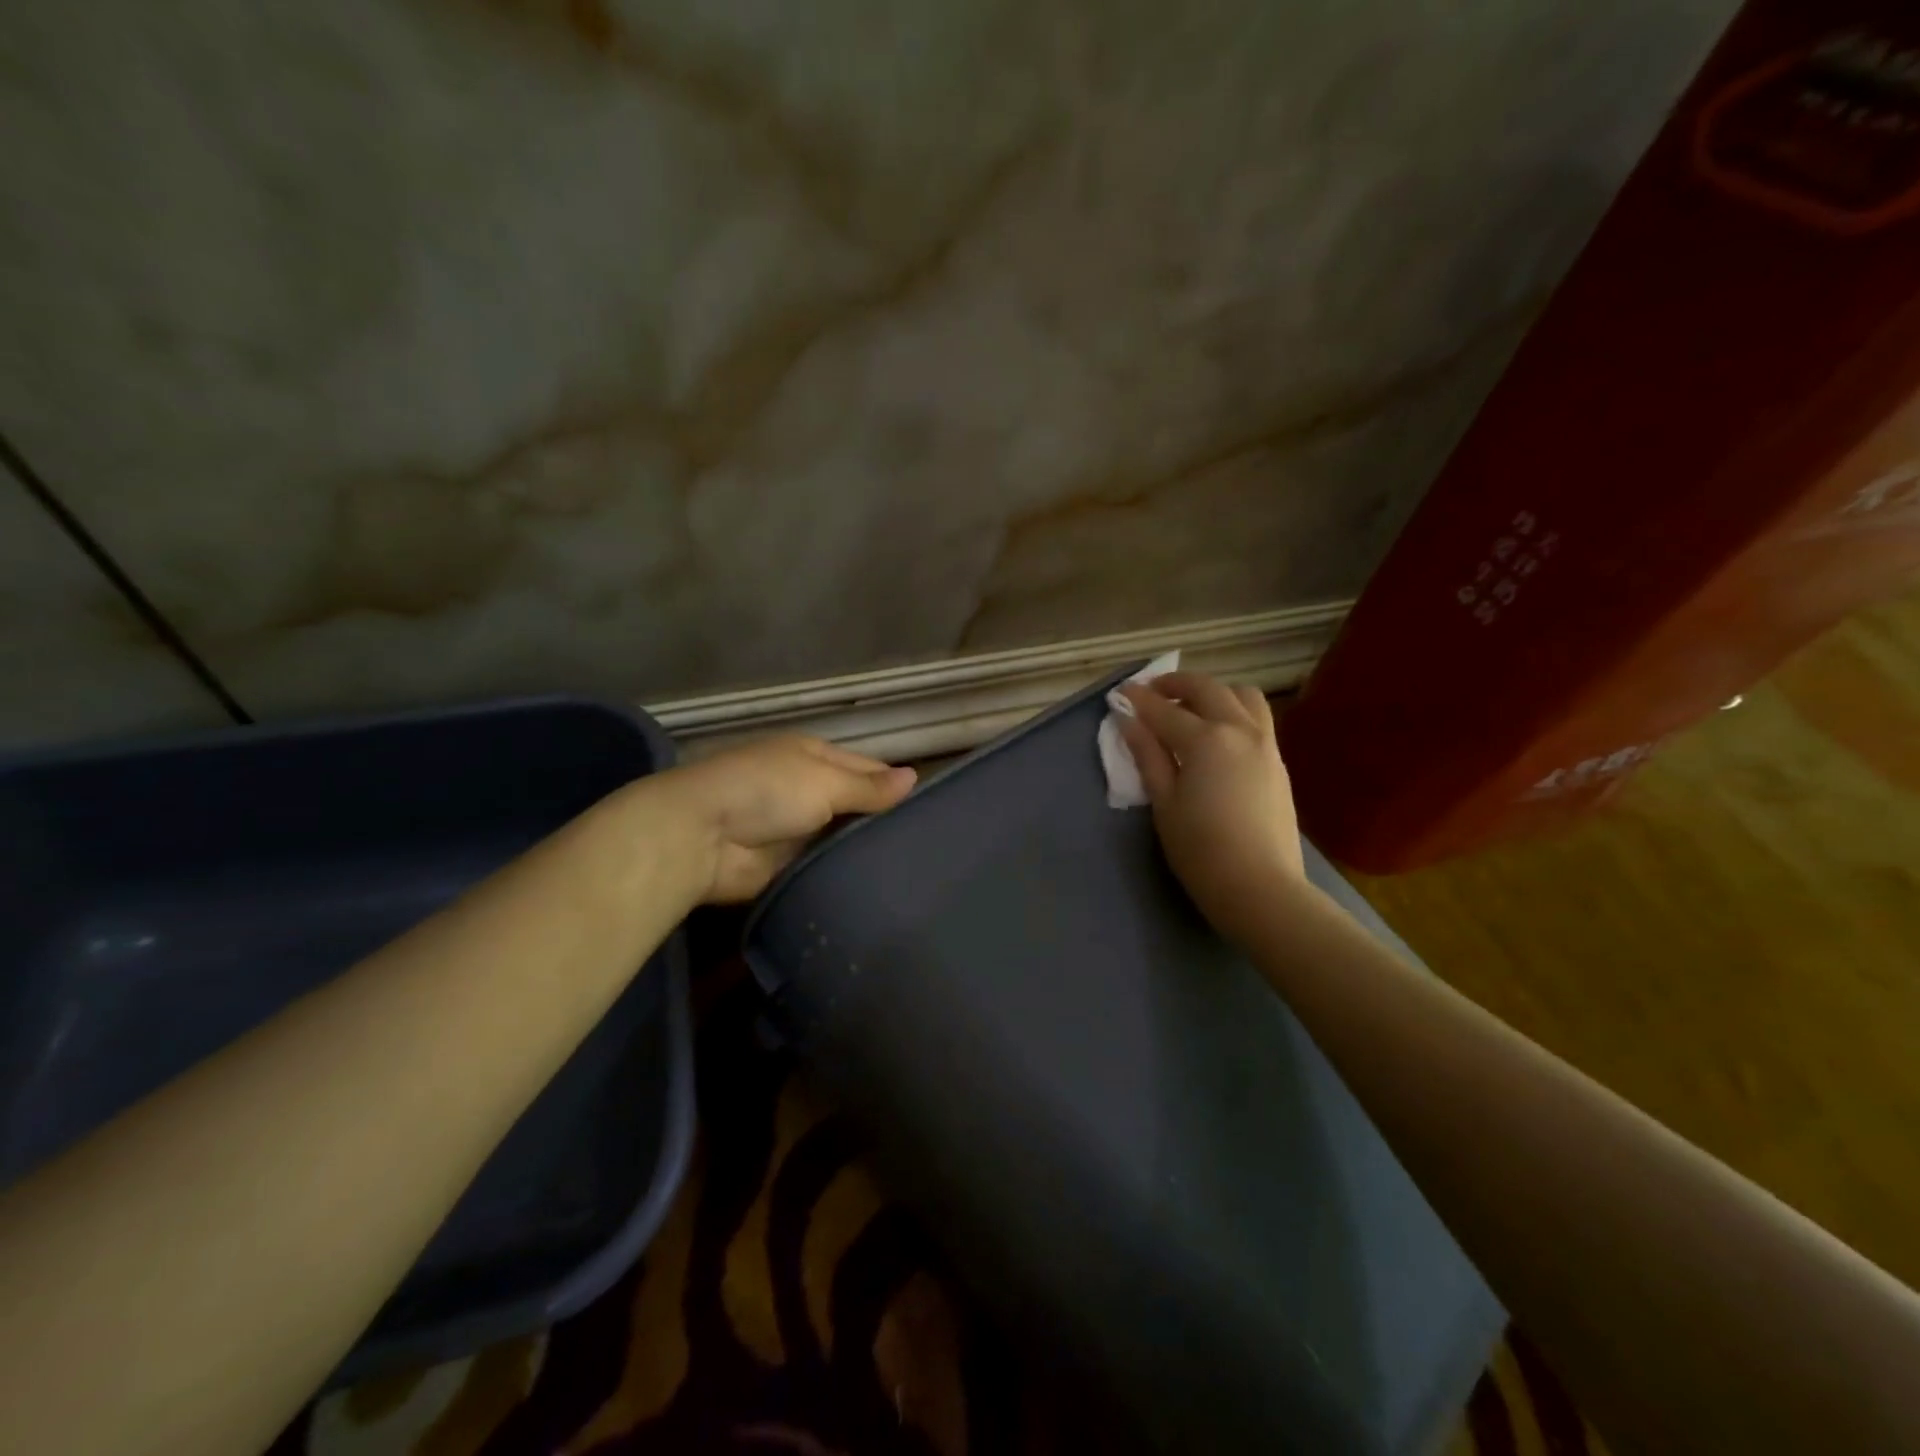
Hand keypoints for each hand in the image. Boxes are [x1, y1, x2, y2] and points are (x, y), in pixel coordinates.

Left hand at [652, 736, 916, 902]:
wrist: (700, 837)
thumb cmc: (766, 791)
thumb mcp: (824, 781)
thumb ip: (868, 787)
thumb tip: (914, 777)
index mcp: (815, 757)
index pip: (869, 769)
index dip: (897, 786)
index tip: (933, 810)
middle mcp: (809, 789)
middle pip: (858, 805)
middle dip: (885, 822)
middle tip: (932, 849)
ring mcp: (799, 829)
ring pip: (844, 839)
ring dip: (867, 851)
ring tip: (917, 871)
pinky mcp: (789, 865)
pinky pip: (827, 868)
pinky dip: (847, 874)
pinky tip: (882, 887)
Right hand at [1117, 672, 1305, 943]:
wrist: (1260, 887)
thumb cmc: (1200, 850)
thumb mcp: (1164, 803)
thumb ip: (1148, 755)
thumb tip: (1129, 721)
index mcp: (1206, 739)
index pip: (1164, 710)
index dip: (1138, 699)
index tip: (1120, 691)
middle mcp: (1239, 730)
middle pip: (1206, 689)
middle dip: (1175, 684)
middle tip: (1151, 693)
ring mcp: (1265, 743)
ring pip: (1241, 695)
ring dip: (1212, 692)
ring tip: (1191, 707)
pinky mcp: (1278, 761)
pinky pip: (1257, 717)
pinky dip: (1233, 710)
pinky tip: (1217, 733)